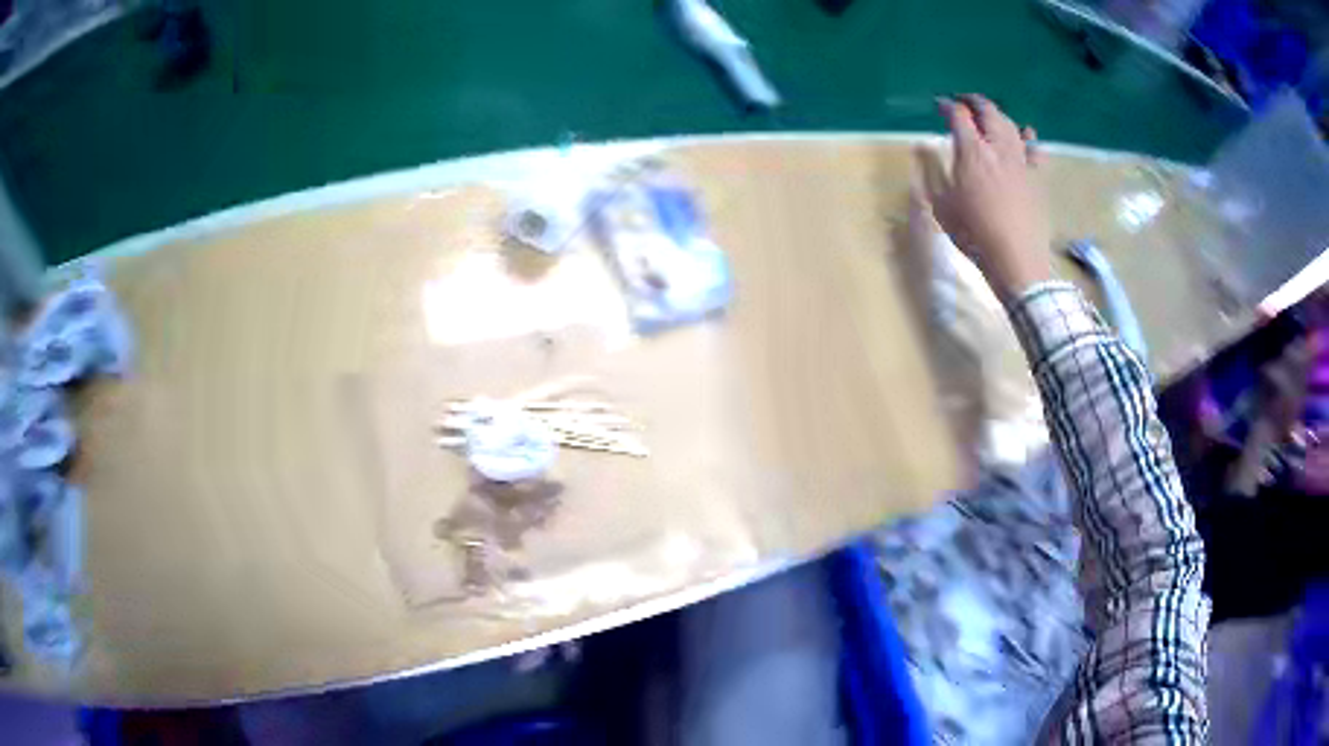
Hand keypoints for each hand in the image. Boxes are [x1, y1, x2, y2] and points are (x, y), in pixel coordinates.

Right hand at [916, 95, 1052, 300]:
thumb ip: (931, 170)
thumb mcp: (940, 204)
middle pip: (988, 111)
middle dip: (974, 101)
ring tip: (990, 115)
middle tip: (965, 101)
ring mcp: (1020, 162)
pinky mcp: (1036, 178)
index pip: (959, 116)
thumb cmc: (973, 234)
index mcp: (972, 152)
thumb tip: (920, 146)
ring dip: (999, 115)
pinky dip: (1029, 138)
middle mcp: (997, 148)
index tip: (940, 106)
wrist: (1015, 258)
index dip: (948, 106)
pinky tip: (1026, 136)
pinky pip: (1036, 149)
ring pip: (1011, 125)